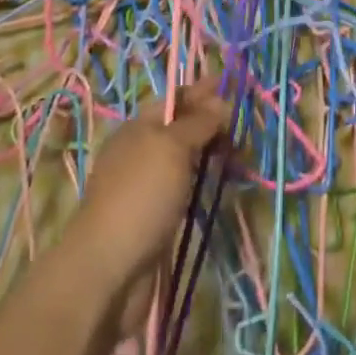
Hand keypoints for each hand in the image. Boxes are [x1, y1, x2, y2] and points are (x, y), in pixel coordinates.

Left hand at [56, 81, 230, 335]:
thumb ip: (198, 123)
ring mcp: (148, 185)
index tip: (234, 86)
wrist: (110, 268)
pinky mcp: (157, 215)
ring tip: (241, 153)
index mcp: (138, 127)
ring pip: (186, 157)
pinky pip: (186, 185)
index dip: (203, 91)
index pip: (175, 98)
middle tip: (245, 125)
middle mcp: (141, 151)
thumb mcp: (172, 147)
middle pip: (181, 127)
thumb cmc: (141, 196)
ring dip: (212, 151)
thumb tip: (221, 103)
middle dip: (212, 121)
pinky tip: (222, 181)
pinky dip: (205, 179)